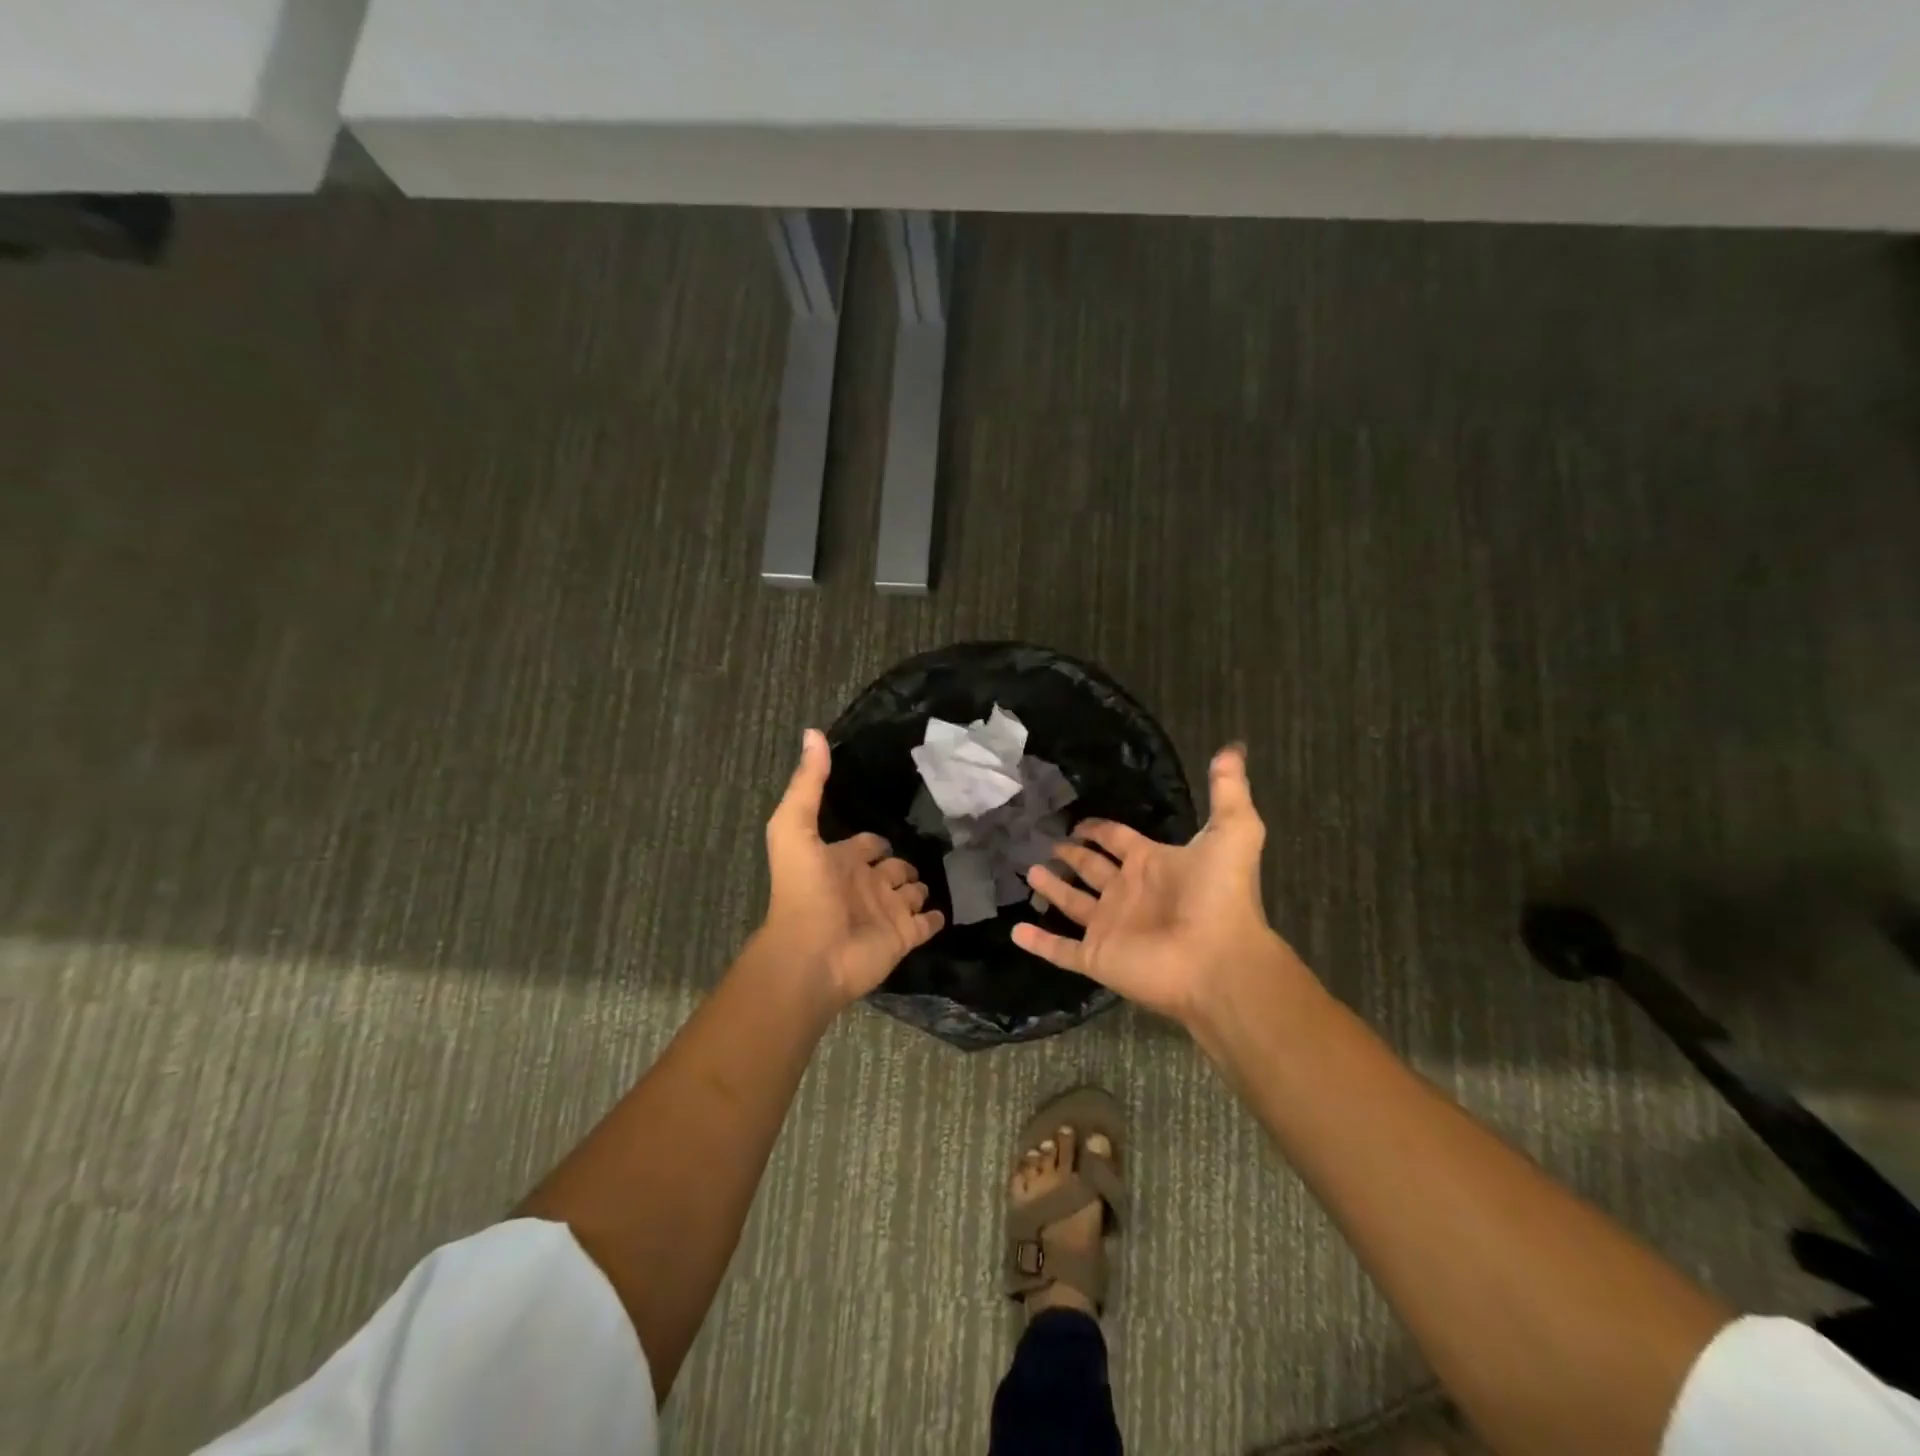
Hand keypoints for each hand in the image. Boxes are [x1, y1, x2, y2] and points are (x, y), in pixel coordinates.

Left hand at [761, 730, 944, 1006]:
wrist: (813, 953)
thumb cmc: (803, 890)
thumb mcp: (795, 827)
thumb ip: (808, 783)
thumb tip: (813, 732)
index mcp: (841, 860)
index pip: (866, 844)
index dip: (875, 840)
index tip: (893, 826)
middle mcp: (865, 885)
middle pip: (892, 869)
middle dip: (903, 863)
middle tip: (930, 849)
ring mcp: (886, 912)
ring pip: (910, 894)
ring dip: (921, 887)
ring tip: (940, 877)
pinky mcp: (904, 936)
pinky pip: (926, 924)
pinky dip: (935, 917)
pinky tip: (946, 909)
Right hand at [1014, 745, 1301, 1027]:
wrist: (1218, 958)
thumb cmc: (1220, 895)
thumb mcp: (1233, 831)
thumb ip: (1227, 790)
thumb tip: (1232, 748)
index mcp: (1151, 865)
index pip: (1117, 841)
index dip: (1099, 830)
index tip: (1078, 822)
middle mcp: (1127, 894)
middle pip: (1092, 870)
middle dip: (1072, 855)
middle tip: (1048, 843)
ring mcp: (1110, 927)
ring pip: (1072, 905)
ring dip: (1052, 890)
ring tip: (1029, 871)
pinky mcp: (1097, 956)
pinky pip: (1060, 949)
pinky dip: (1038, 942)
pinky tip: (1016, 931)